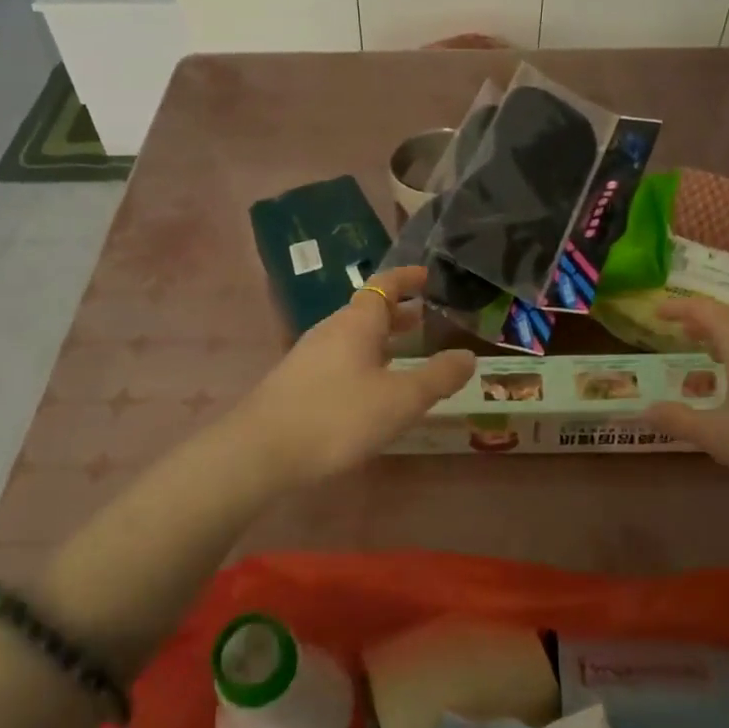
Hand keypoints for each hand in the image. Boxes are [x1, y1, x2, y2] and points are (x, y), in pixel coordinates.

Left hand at [231, 265, 475, 487]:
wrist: (261, 452)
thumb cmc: (338, 416)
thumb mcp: (400, 399)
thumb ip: (438, 377)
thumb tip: (467, 357)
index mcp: (356, 323)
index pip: (384, 285)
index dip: (406, 278)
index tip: (427, 275)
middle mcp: (331, 330)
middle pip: (367, 311)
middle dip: (397, 313)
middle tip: (425, 317)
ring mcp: (310, 356)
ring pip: (353, 338)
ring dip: (381, 339)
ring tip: (405, 353)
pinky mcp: (298, 383)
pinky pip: (340, 359)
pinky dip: (364, 361)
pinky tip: (371, 389)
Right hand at [648, 300, 728, 520]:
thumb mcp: (715, 434)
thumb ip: (676, 419)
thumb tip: (644, 410)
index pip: (703, 309)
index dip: (677, 307)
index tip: (656, 312)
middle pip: (728, 314)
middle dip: (699, 318)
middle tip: (674, 328)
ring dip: (722, 333)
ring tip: (701, 346)